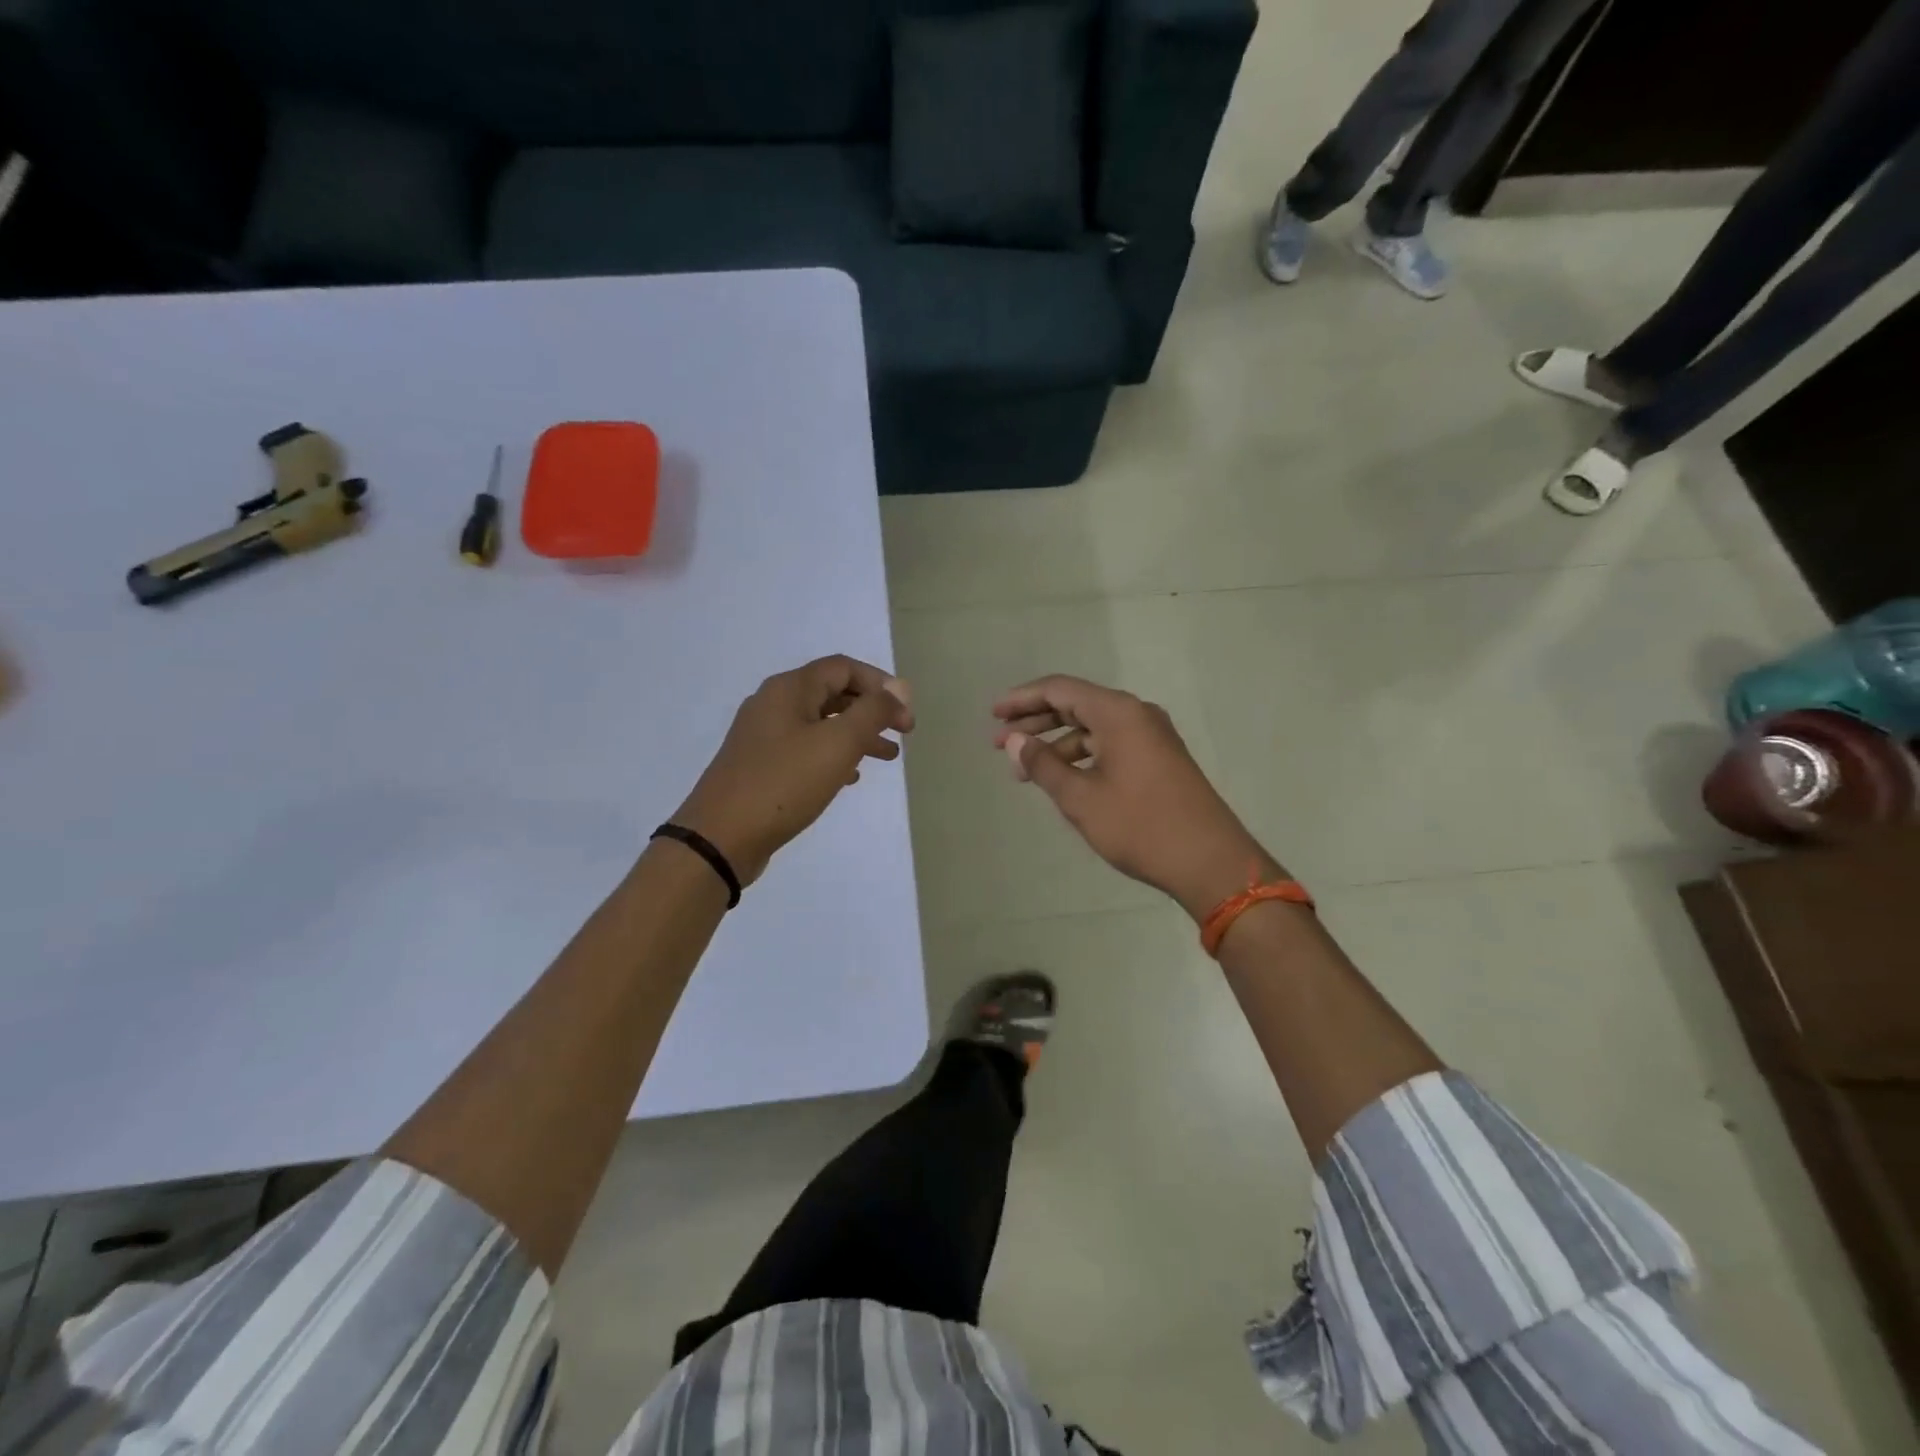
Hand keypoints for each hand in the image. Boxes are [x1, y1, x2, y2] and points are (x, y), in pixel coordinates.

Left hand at [674, 655, 912, 884]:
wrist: (720, 838)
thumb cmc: (784, 784)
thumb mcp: (837, 743)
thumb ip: (872, 712)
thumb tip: (898, 690)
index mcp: (789, 689)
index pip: (844, 668)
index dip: (881, 685)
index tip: (906, 716)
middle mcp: (773, 704)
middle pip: (833, 693)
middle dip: (872, 711)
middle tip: (902, 735)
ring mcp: (763, 736)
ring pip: (821, 724)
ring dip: (857, 735)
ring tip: (887, 757)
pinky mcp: (760, 766)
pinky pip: (805, 749)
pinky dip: (833, 756)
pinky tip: (849, 778)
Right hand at [993, 675, 1280, 920]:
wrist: (1211, 862)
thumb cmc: (1140, 826)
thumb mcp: (1081, 798)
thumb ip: (1043, 765)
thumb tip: (1015, 741)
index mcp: (1119, 713)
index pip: (1060, 689)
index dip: (1022, 699)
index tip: (993, 715)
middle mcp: (1137, 714)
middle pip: (1076, 704)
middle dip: (1036, 721)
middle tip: (1001, 742)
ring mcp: (1152, 736)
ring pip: (1093, 728)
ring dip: (1057, 743)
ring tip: (1025, 771)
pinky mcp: (1160, 759)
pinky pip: (1111, 744)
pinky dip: (1082, 756)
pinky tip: (1063, 778)